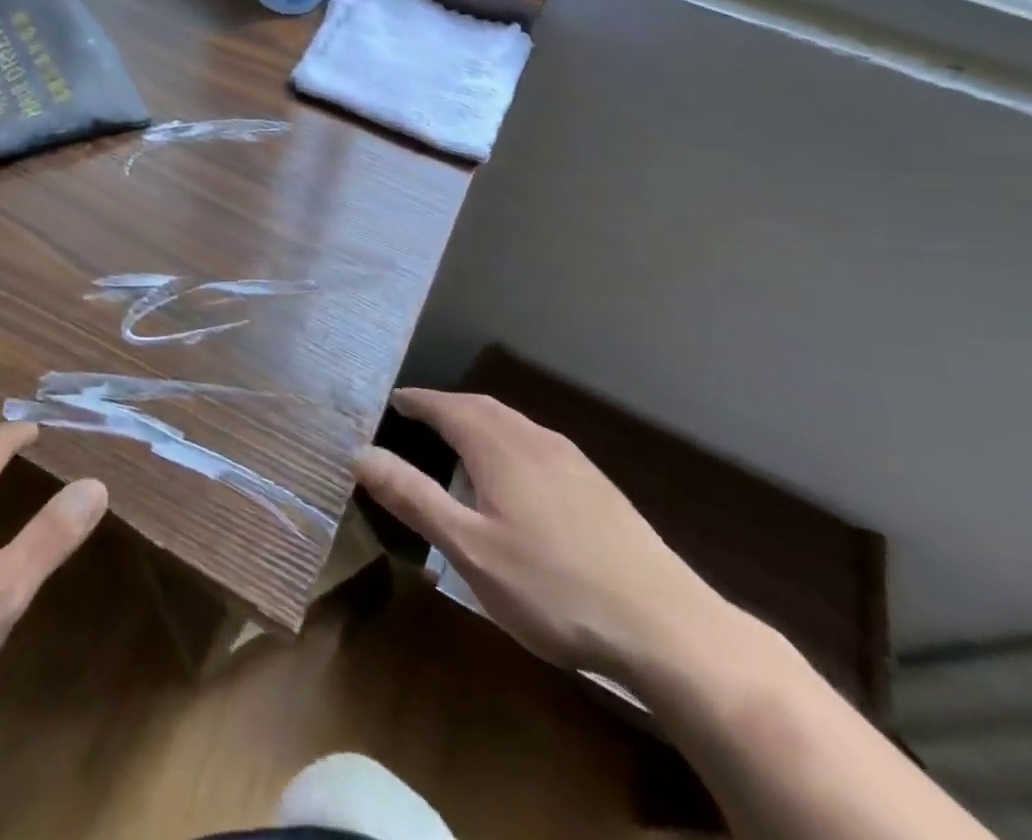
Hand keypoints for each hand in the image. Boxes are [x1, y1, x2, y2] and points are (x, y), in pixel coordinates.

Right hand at [355, 391, 729, 682]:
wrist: (670, 631)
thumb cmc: (554, 588)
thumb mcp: (469, 549)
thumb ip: (413, 497)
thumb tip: (360, 453)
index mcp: (500, 447)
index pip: (446, 406)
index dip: (417, 400)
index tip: (392, 400)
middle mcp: (536, 440)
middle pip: (482, 407)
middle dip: (447, 407)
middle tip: (418, 417)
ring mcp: (574, 462)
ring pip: (514, 424)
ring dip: (479, 422)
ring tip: (459, 442)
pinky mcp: (599, 488)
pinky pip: (538, 444)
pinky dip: (509, 442)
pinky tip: (515, 478)